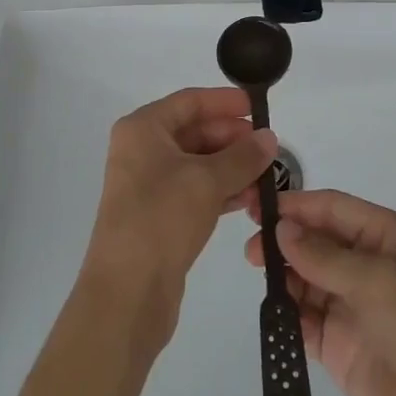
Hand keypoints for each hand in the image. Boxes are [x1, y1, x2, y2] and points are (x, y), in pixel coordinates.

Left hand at [83, 87, 277, 348]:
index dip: (224, 102)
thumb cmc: (161, 219)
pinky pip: (195, 191)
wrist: (127, 294)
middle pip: (194, 131)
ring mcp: (148, 185)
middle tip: (269, 148)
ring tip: (267, 176)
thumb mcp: (207, 181)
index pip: (190, 101)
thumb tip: (269, 137)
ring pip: (198, 164)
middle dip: (232, 139)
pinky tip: (249, 199)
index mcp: (143, 129)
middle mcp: (142, 150)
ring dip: (232, 167)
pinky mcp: (158, 216)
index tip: (257, 108)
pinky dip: (221, 191)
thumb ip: (242, 157)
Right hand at [243, 189, 395, 395]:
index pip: (333, 208)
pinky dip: (286, 312)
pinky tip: (269, 308)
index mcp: (385, 236)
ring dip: (283, 273)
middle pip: (317, 240)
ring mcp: (352, 306)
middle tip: (250, 245)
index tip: (259, 206)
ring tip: (256, 271)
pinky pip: (305, 319)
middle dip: (285, 238)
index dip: (298, 205)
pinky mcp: (340, 346)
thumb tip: (282, 229)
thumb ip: (324, 256)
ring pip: (307, 277)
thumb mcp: (377, 280)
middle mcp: (367, 264)